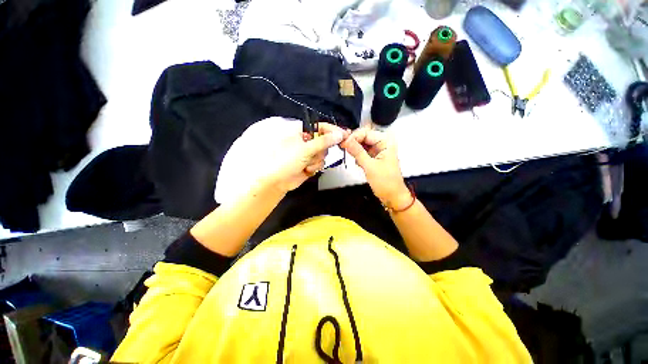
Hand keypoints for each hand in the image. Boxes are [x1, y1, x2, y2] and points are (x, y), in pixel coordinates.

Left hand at [260, 122, 346, 193]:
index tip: (344, 135)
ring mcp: (307, 154)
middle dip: (320, 150)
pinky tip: (306, 170)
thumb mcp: (305, 149)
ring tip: (306, 164)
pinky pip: (319, 163)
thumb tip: (339, 134)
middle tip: (314, 154)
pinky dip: (314, 167)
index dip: (332, 131)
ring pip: (322, 154)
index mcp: (301, 132)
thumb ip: (324, 141)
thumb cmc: (286, 161)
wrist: (277, 182)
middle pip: (324, 142)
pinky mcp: (309, 164)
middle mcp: (305, 141)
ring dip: (316, 161)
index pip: (321, 127)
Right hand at [340, 128, 410, 208]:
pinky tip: (359, 164)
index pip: (366, 133)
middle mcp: (383, 144)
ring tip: (355, 160)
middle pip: (363, 137)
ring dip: (356, 151)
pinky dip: (358, 157)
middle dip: (354, 144)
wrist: (392, 196)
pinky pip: (362, 152)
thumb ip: (357, 152)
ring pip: (361, 145)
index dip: (354, 137)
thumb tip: (346, 141)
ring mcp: (378, 151)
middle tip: (344, 149)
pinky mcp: (374, 158)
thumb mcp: (370, 166)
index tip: (343, 143)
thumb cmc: (387, 182)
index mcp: (386, 142)